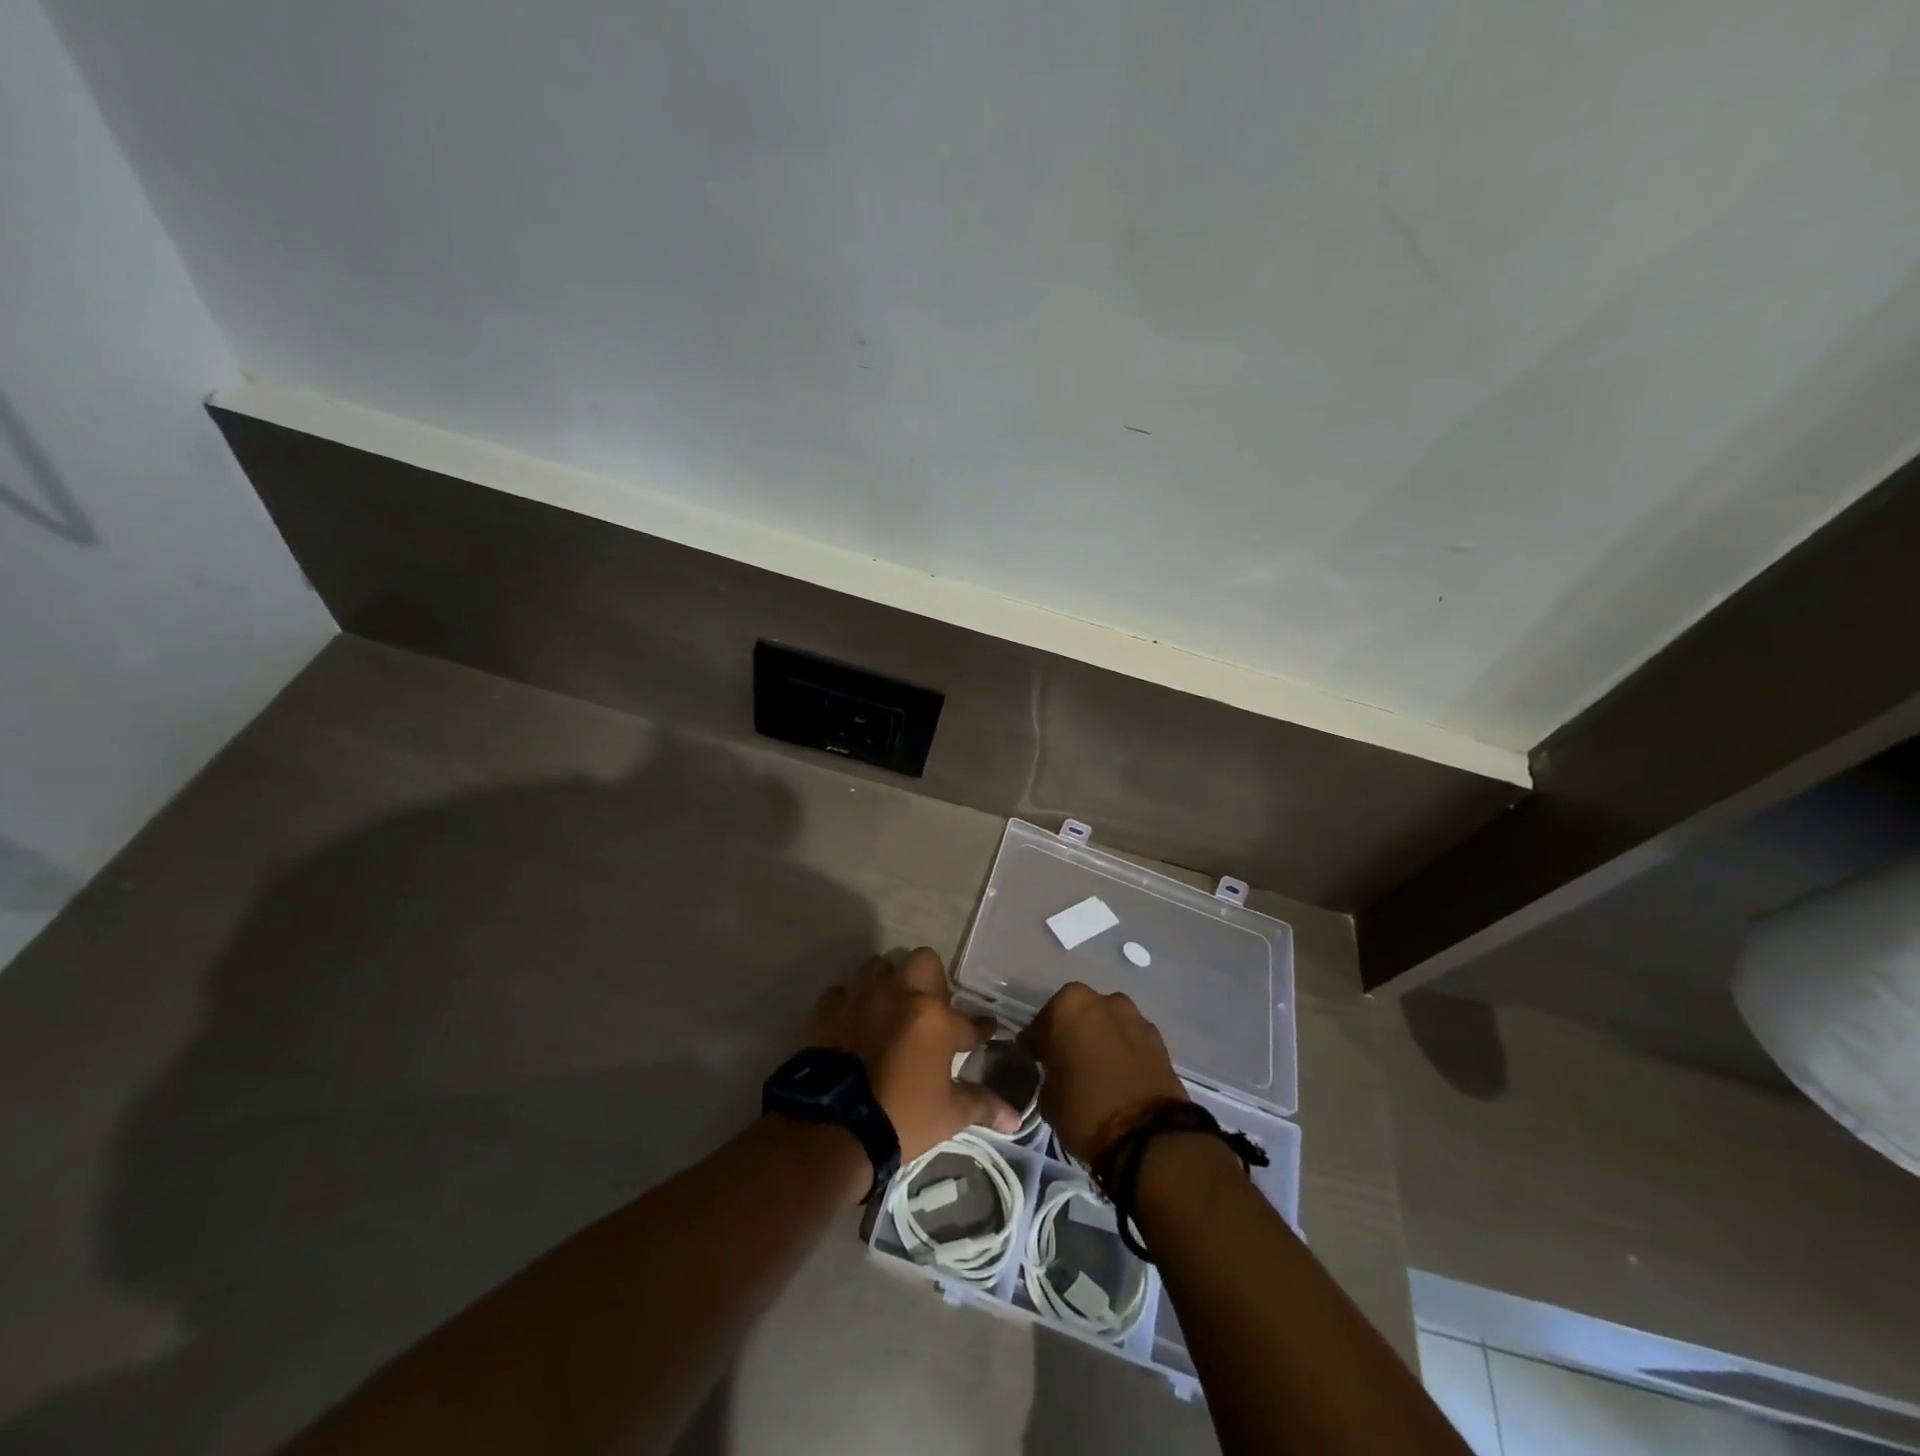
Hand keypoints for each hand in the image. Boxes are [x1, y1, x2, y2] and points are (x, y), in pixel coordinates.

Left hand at [801, 948, 1019, 1161]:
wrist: (833, 1126)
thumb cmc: (900, 1117)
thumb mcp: (949, 1115)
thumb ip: (982, 1105)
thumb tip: (1015, 1118)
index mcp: (935, 1016)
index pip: (969, 1019)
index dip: (980, 1028)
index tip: (985, 1031)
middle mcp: (900, 993)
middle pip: (923, 961)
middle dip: (931, 979)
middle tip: (930, 1009)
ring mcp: (861, 996)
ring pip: (880, 966)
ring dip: (889, 981)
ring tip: (890, 1007)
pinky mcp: (828, 1008)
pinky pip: (843, 992)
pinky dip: (851, 1003)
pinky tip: (854, 1023)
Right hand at [1017, 982, 1186, 1162]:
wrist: (1149, 1136)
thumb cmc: (1085, 1110)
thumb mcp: (1048, 1096)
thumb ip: (1050, 1071)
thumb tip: (1057, 1071)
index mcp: (1068, 1006)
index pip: (1041, 1023)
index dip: (1036, 1044)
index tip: (1035, 1060)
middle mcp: (1103, 1001)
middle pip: (1079, 1014)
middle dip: (1071, 1033)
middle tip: (1066, 1061)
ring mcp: (1135, 1018)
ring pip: (1108, 1024)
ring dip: (1101, 1040)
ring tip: (1097, 1069)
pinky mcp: (1159, 1041)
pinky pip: (1130, 1041)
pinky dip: (1123, 1052)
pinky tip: (1119, 1076)